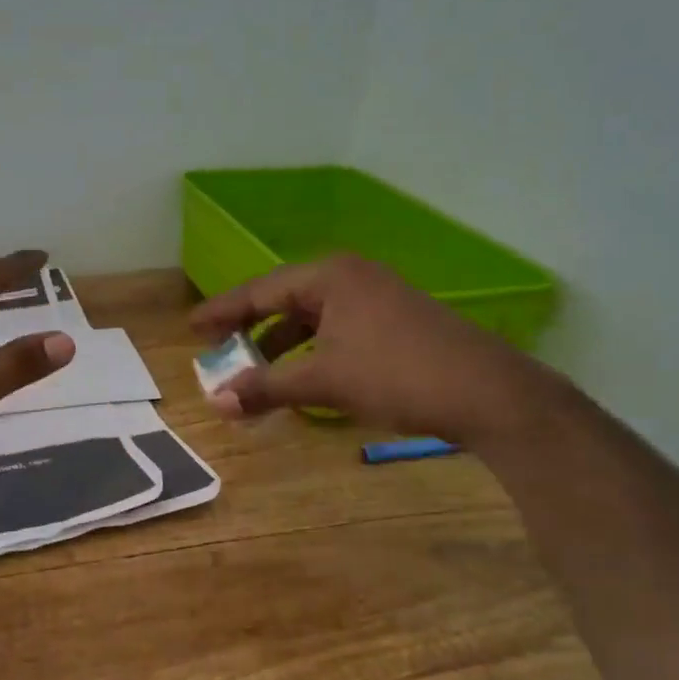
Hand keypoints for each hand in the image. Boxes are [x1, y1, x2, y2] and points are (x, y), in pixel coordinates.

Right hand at [189, 254, 562, 448]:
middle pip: (284, 300)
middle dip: (250, 329)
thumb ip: (266, 388)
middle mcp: (351, 277)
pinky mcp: (395, 321)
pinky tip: (304, 377)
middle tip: (218, 350)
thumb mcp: (324, 382)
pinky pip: (336, 330)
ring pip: (313, 318)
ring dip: (281, 345)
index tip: (191, 329)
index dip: (222, 312)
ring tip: (256, 372)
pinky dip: (312, 352)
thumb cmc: (396, 375)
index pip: (260, 290)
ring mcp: (377, 297)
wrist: (487, 392)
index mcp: (329, 277)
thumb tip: (216, 403)